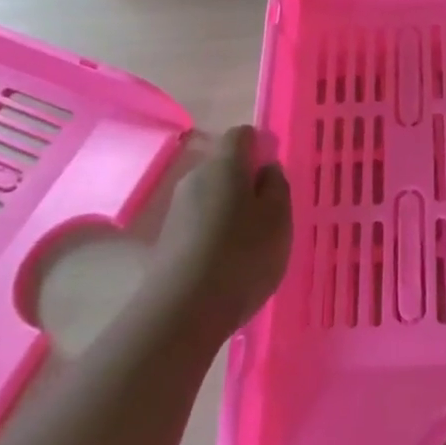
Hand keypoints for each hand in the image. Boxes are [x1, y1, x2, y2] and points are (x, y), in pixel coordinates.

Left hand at [155, 126, 292, 336]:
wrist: (183, 309)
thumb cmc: (242, 254)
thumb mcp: (278, 218)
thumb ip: (276, 186)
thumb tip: (265, 168)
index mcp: (225, 164)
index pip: (242, 135)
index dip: (261, 146)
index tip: (275, 173)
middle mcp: (195, 177)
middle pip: (224, 166)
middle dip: (246, 182)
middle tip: (270, 213)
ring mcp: (177, 209)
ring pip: (211, 196)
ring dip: (231, 210)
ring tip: (251, 243)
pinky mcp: (167, 239)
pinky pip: (200, 223)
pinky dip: (215, 233)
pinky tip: (228, 261)